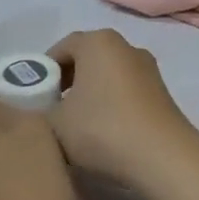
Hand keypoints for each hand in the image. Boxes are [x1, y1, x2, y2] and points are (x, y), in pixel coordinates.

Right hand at [46, 30, 198, 190]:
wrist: (163, 157)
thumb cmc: (102, 130)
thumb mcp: (54, 124)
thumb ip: (37, 113)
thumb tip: (35, 112)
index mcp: (97, 42)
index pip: (62, 47)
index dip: (44, 70)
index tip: (35, 95)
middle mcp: (125, 45)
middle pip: (86, 58)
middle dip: (67, 80)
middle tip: (52, 108)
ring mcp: (148, 68)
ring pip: (108, 74)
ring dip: (91, 92)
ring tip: (77, 123)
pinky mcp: (162, 91)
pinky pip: (126, 89)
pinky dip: (112, 102)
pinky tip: (105, 130)